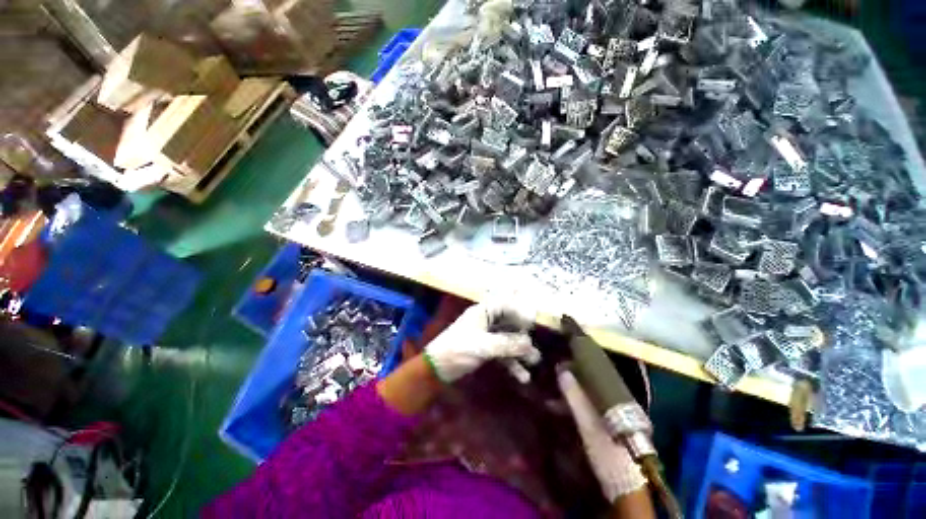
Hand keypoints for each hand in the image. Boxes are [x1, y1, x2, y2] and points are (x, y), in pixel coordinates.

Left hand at [423, 299, 539, 382]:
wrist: (436, 368)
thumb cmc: (458, 350)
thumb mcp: (484, 346)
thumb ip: (508, 344)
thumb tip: (530, 344)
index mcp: (483, 312)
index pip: (505, 306)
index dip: (520, 312)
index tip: (533, 323)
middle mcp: (486, 321)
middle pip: (509, 323)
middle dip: (523, 335)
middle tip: (535, 345)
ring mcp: (485, 336)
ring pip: (507, 339)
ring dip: (520, 351)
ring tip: (535, 362)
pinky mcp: (484, 350)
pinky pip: (502, 353)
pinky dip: (511, 362)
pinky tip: (522, 376)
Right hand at [557, 368, 647, 502]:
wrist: (624, 484)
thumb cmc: (607, 449)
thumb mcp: (588, 423)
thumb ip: (575, 397)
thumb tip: (561, 370)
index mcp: (616, 395)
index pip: (596, 371)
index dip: (579, 363)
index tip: (562, 359)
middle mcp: (615, 400)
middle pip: (590, 382)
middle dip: (571, 378)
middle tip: (554, 375)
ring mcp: (610, 413)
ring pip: (587, 395)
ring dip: (569, 393)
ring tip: (551, 396)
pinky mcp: (605, 424)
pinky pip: (586, 407)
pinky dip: (572, 406)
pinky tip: (557, 409)